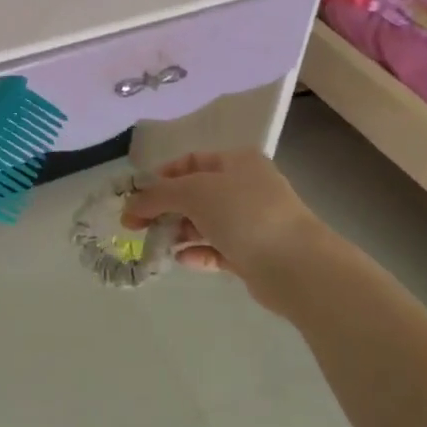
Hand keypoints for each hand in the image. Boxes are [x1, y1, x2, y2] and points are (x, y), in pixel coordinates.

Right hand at [122, 151, 328, 317]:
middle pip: (196, 193)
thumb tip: (130, 206)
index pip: (192, 161)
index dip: (162, 175)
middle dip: (165, 208)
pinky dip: (198, 253)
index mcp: (238, 161)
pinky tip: (182, 260)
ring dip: (179, 232)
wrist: (296, 265)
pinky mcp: (253, 254)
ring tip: (156, 245)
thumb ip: (158, 195)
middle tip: (136, 226)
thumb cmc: (244, 213)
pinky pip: (217, 249)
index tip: (137, 195)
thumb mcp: (194, 192)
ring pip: (205, 223)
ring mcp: (251, 222)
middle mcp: (246, 187)